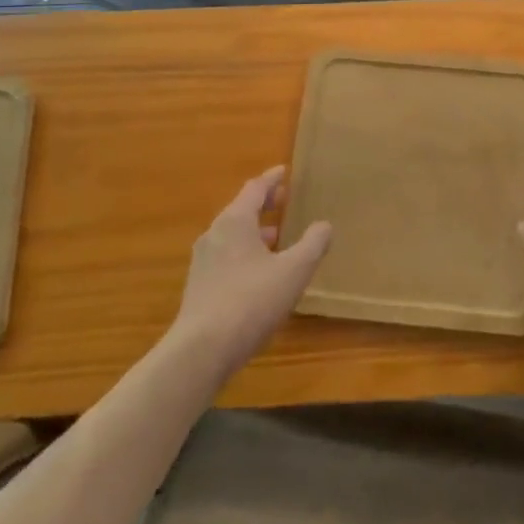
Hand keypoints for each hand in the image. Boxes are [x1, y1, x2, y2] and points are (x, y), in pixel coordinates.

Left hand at [170, 166, 331, 377]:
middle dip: (263, 205)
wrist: (200, 351)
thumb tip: (324, 225)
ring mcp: (203, 262)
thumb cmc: (251, 301)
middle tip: (284, 201)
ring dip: (255, 232)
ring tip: (277, 238)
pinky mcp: (198, 288)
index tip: (284, 171)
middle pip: (241, 210)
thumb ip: (313, 244)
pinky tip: (259, 274)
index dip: (272, 179)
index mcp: (235, 221)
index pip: (255, 189)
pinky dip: (245, 254)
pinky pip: (226, 258)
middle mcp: (215, 234)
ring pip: (232, 236)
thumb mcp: (294, 270)